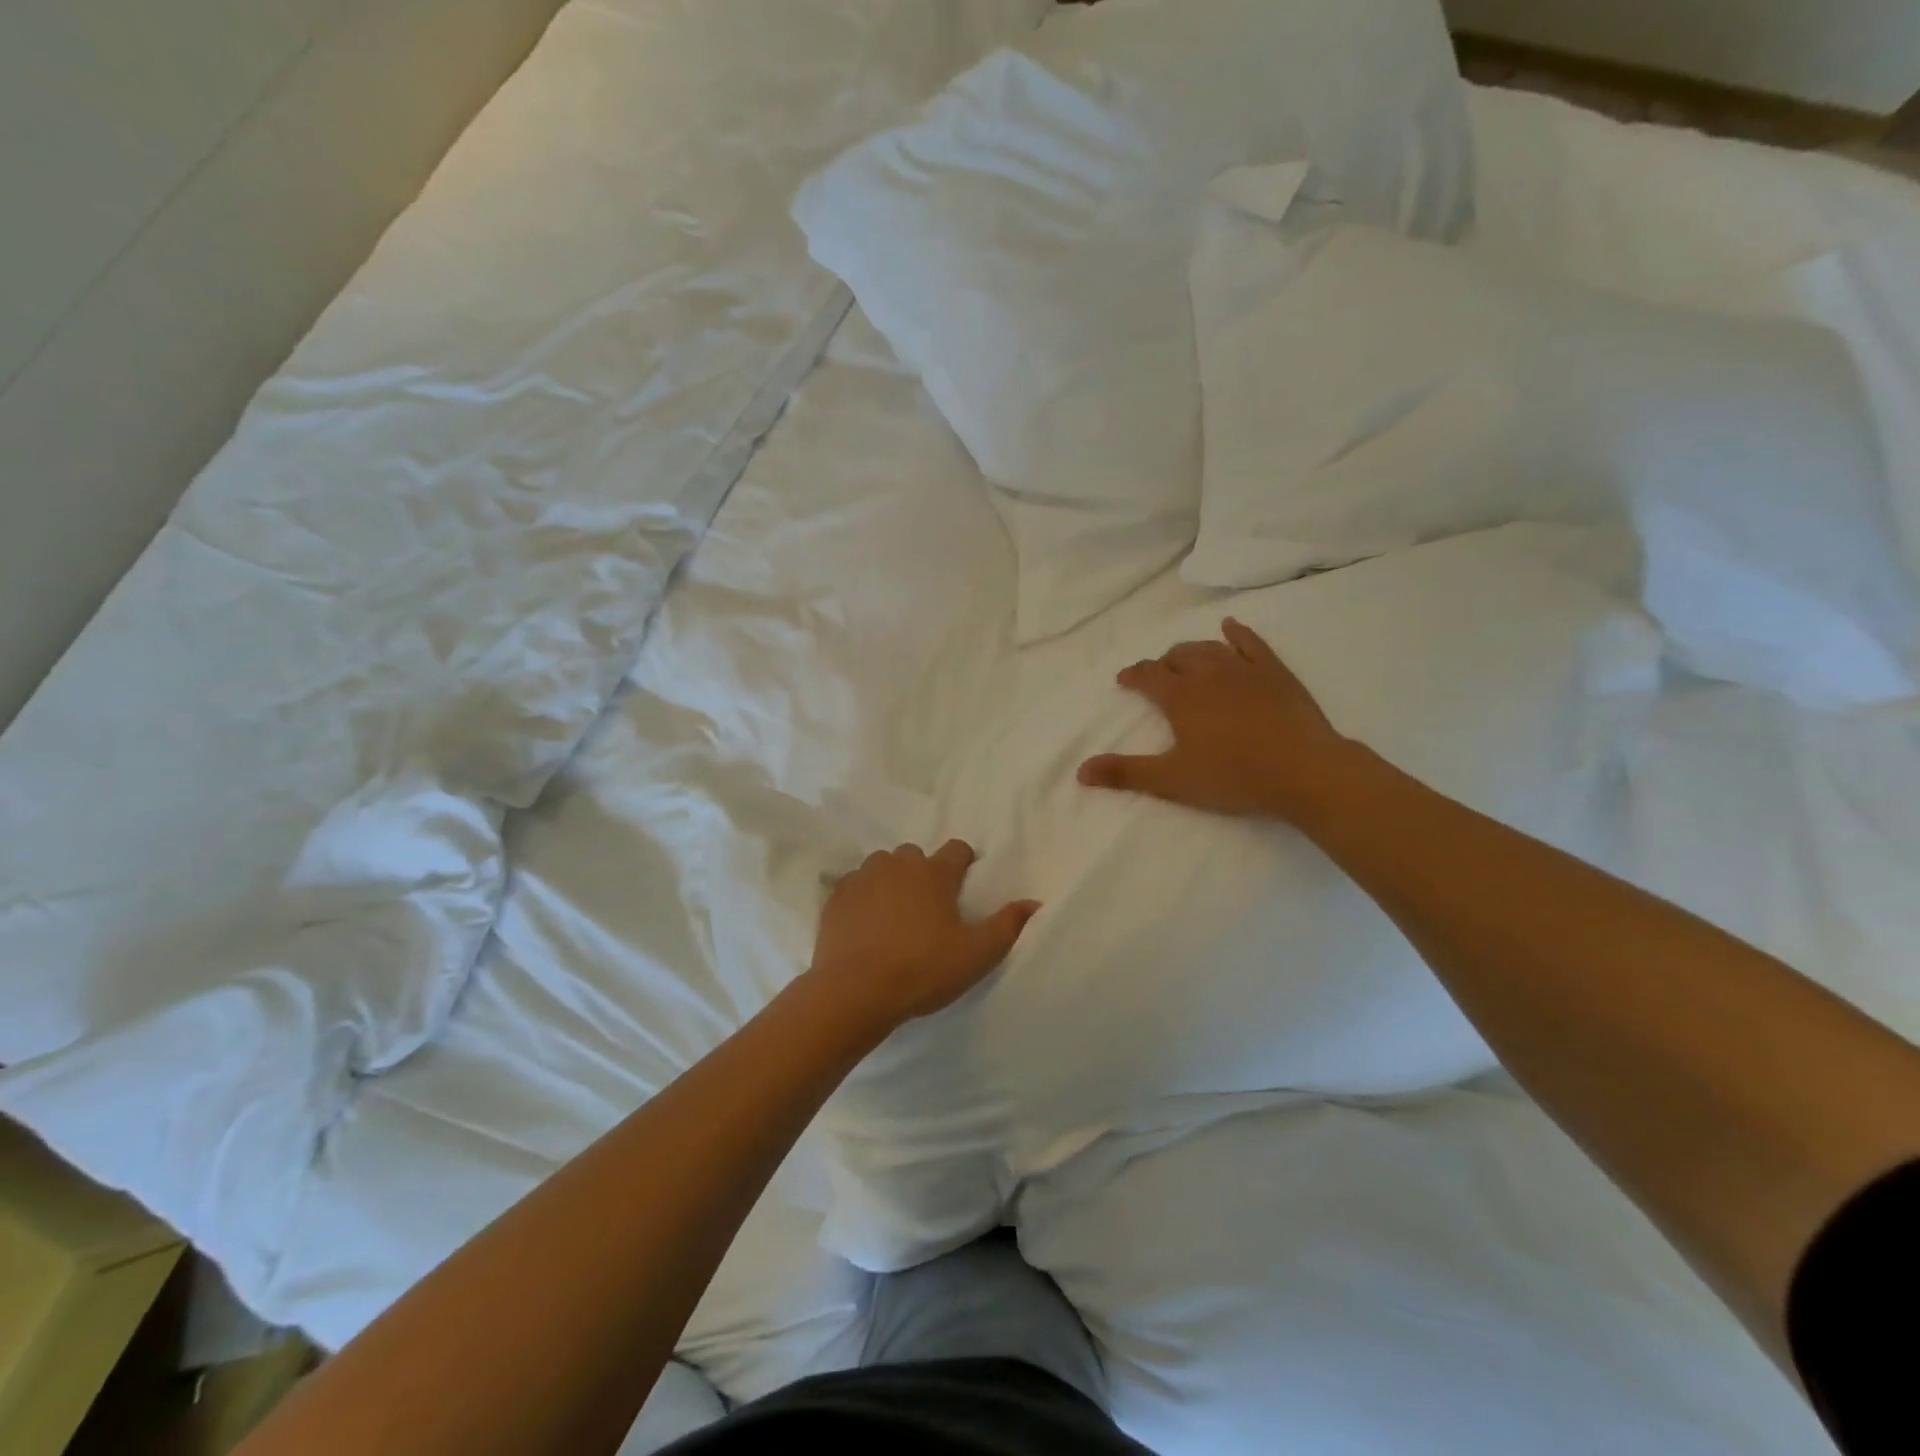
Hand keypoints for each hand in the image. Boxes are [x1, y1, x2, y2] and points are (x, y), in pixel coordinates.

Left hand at [808, 840, 1039, 1034]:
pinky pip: (854, 885)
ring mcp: (863, 877)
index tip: (964, 884)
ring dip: (891, 881)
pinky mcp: (836, 896)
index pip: (957, 849)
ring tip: (894, 914)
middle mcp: (898, 864)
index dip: (964, 863)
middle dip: (923, 873)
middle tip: (928, 908)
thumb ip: (1008, 925)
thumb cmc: (923, 969)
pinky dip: (862, 897)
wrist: (855, 990)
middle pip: (916, 856)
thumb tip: (1034, 902)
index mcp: (934, 873)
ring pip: (882, 866)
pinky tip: (865, 923)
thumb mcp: (977, 954)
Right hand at [1078, 617, 1355, 821]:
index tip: (1125, 680)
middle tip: (1158, 677)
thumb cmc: (1233, 776)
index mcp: (1180, 696)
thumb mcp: (1173, 780)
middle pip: (1178, 657)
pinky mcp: (1275, 672)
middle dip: (1163, 664)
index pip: (1148, 675)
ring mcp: (1244, 669)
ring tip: (1185, 659)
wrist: (1303, 770)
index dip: (1133, 675)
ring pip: (1209, 647)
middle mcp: (1208, 673)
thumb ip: (1126, 773)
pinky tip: (1230, 627)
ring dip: (1192, 651)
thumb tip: (1080, 771)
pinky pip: (1252, 643)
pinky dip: (1237, 633)